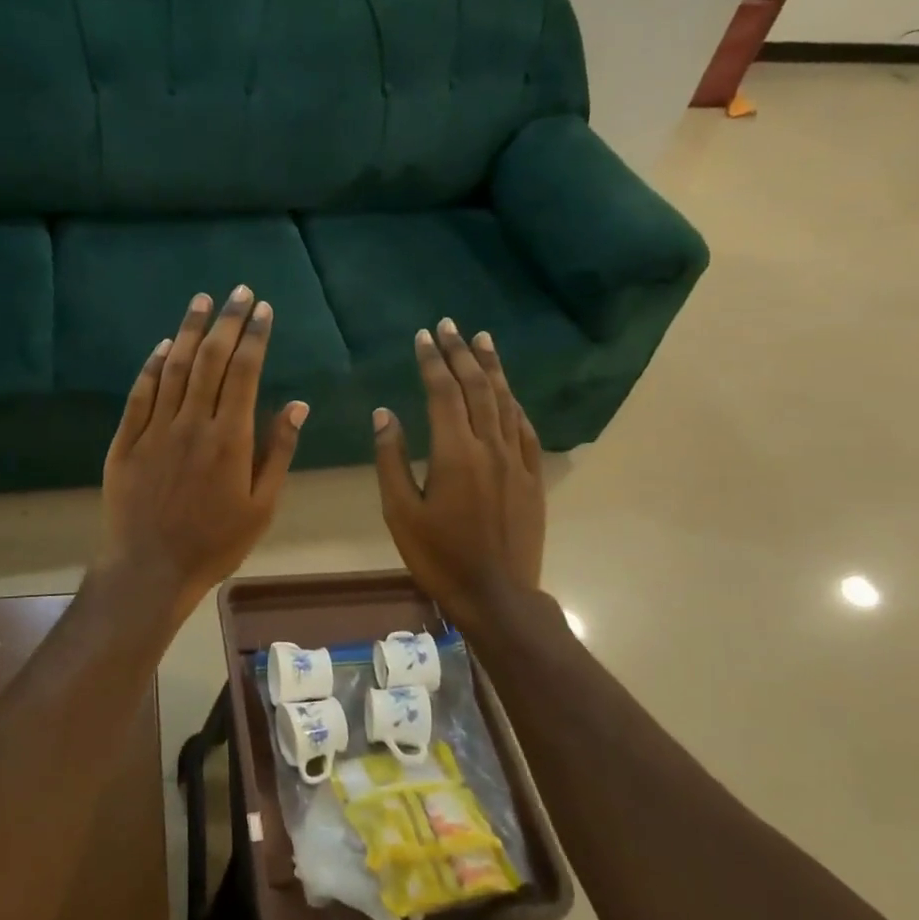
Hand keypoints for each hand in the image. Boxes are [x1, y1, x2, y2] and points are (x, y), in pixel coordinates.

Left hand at [97, 286, 307, 614]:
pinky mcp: (126, 441)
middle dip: (227, 321)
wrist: (150, 569)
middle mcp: (191, 423)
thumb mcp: (261, 506)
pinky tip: (162, 345)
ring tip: (202, 300)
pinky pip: (140, 394)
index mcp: (230, 438)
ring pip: (173, 368)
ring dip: (189, 330)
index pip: (245, 372)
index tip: (264, 309)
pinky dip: (152, 365)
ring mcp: (154, 429)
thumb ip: (278, 452)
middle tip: (238, 291)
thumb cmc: (214, 543)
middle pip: (210, 360)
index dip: (255, 337)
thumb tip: (297, 405)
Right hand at [373, 319, 546, 630]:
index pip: (443, 392)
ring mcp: (516, 460)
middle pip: (477, 387)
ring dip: (492, 368)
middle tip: (450, 325)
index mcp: (454, 452)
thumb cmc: (439, 556)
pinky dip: (514, 403)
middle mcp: (489, 446)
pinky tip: (508, 392)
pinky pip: (524, 428)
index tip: (423, 336)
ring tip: (483, 340)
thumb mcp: (400, 512)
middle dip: (461, 353)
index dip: (432, 361)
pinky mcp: (532, 476)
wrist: (496, 594)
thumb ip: (391, 459)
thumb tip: (385, 413)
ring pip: (505, 401)